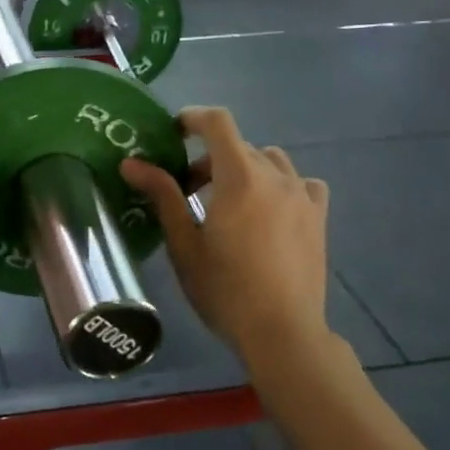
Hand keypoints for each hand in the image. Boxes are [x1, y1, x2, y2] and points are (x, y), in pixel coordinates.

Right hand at [121, 107, 349, 389]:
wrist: (282, 331)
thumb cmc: (224, 290)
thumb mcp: (184, 244)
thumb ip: (163, 196)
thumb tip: (131, 163)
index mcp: (240, 178)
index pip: (218, 123)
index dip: (193, 118)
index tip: (173, 133)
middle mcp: (275, 176)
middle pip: (238, 145)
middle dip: (209, 158)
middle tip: (187, 191)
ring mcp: (302, 195)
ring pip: (270, 160)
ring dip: (244, 169)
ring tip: (229, 201)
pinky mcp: (318, 216)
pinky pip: (300, 183)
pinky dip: (281, 185)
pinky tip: (270, 210)